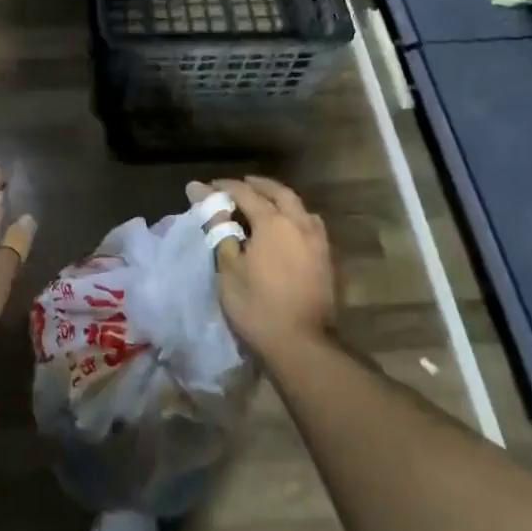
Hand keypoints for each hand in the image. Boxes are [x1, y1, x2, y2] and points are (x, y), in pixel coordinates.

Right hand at [189, 176, 335, 359]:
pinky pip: (309, 224)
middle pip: (279, 193)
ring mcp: (318, 241)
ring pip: (299, 207)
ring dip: (279, 199)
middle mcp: (299, 223)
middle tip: (239, 185)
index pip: (245, 193)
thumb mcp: (228, 268)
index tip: (204, 188)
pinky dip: (294, 216)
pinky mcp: (327, 260)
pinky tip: (286, 228)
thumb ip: (220, 230)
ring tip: (263, 203)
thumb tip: (206, 201)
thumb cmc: (257, 305)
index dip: (223, 188)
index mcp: (274, 222)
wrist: (303, 345)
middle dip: (257, 185)